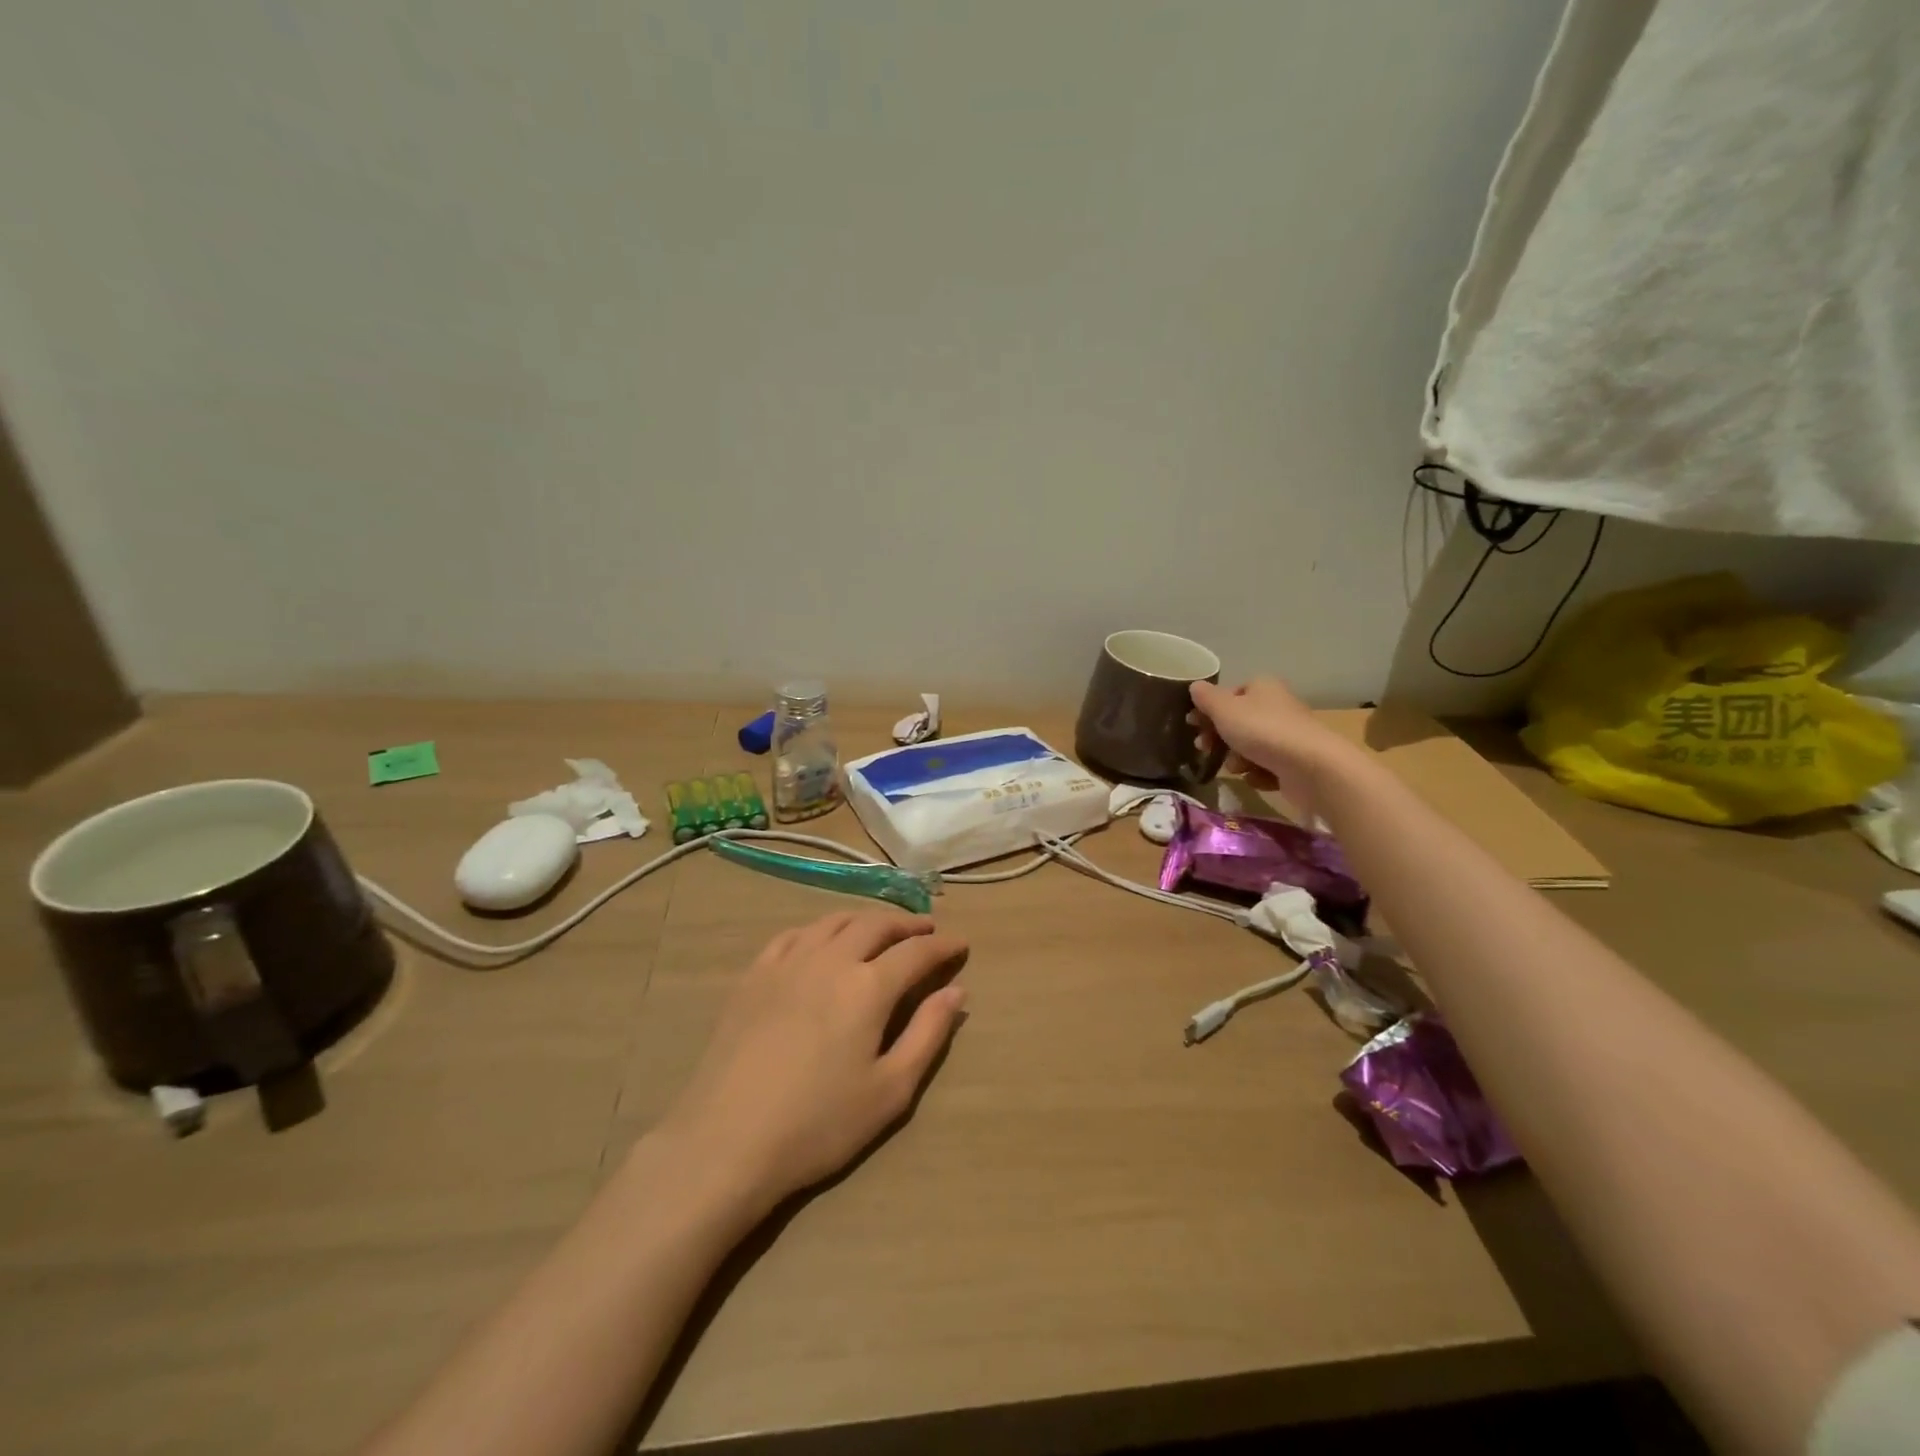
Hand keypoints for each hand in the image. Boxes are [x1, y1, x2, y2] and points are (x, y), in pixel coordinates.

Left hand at [655, 911, 968, 1212]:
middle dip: (906, 924)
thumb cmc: (819, 1124)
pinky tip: (822, 941)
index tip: (961, 944)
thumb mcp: (890, 1091)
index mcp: (868, 986)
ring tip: (880, 929)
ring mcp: (787, 962)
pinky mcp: (754, 975)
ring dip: (865, 919)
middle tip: (926, 931)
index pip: (916, 952)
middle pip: (876, 924)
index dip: (943, 946)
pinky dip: (819, 929)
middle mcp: (830, 959)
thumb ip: (928, 1035)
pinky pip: (793, 935)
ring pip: (834, 921)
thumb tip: (956, 992)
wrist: (727, 1140)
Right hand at [1189, 676, 1352, 818]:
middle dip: (1220, 738)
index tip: (1193, 725)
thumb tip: (1195, 686)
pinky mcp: (1296, 761)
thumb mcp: (1224, 709)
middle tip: (1205, 749)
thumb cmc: (1262, 730)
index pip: (1230, 694)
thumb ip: (1206, 698)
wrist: (1310, 766)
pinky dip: (1258, 773)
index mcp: (1262, 687)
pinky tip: (1257, 777)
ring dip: (1237, 759)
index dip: (1209, 709)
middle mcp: (1277, 706)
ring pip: (1250, 746)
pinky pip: (1267, 766)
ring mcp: (1288, 735)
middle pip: (1238, 722)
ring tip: (1237, 767)